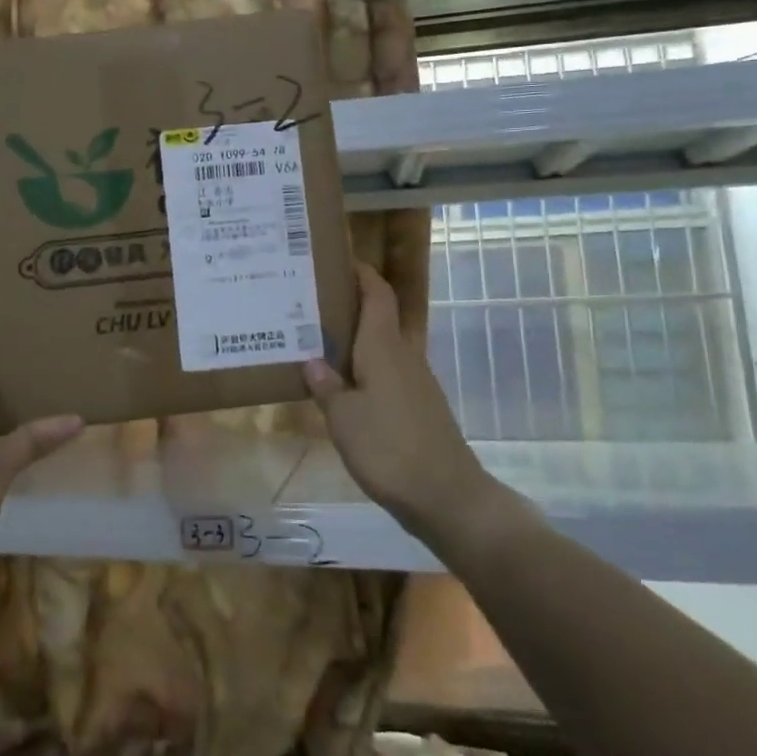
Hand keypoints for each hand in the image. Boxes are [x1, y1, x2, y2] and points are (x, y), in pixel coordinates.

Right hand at [304, 263, 533, 546]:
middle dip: (349, 305)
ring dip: (355, 339)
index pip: (378, 295)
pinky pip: (387, 373)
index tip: (337, 259)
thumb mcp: (344, 418)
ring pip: (382, 347)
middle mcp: (403, 357)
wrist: (446, 496)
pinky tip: (342, 386)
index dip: (362, 273)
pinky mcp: (418, 407)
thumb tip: (312, 361)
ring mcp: (415, 383)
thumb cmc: (389, 448)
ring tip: (317, 341)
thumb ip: (327, 387)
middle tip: (310, 302)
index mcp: (385, 348)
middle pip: (379, 317)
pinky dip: (364, 368)